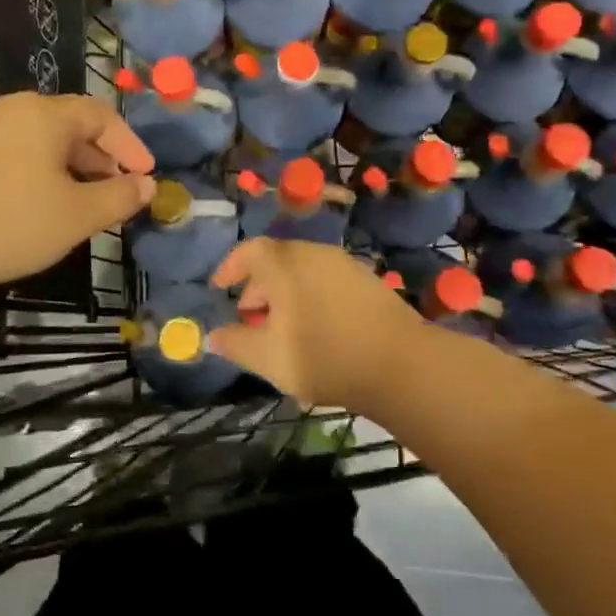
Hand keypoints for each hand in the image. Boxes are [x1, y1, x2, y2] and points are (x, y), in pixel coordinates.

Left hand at [0, 93, 154, 301]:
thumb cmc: (6, 224)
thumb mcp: (75, 216)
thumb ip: (118, 198)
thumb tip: (147, 186)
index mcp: (43, 113)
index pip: (101, 115)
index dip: (130, 146)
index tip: (147, 177)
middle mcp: (10, 109)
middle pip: (69, 125)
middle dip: (100, 159)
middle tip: (117, 194)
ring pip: (39, 141)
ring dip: (70, 168)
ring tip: (82, 204)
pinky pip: (12, 153)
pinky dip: (38, 172)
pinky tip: (39, 206)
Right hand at [208, 238, 426, 414]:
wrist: (401, 364)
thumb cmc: (324, 356)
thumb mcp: (268, 358)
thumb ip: (235, 343)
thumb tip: (213, 335)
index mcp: (284, 264)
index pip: (248, 251)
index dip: (230, 267)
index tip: (220, 288)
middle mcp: (313, 253)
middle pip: (276, 261)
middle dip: (258, 288)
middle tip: (250, 319)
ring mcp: (344, 264)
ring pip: (302, 272)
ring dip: (285, 294)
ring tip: (283, 331)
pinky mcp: (367, 280)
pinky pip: (326, 281)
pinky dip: (311, 297)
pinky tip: (317, 331)